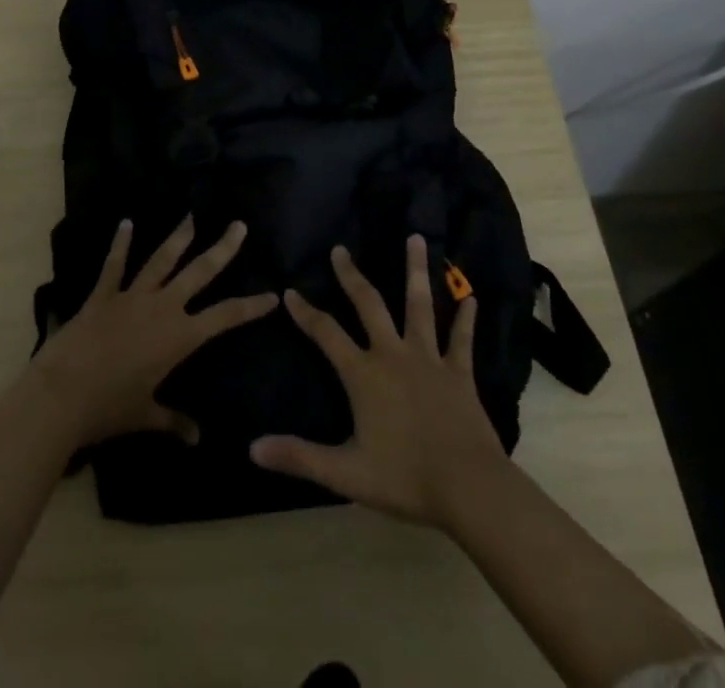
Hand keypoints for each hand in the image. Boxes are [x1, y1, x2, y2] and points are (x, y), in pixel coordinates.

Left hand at [30, 216, 278, 449]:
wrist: (63, 394)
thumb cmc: (109, 408)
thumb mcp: (145, 415)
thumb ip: (173, 421)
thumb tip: (196, 438)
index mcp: (179, 336)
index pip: (225, 317)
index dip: (251, 306)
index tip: (272, 296)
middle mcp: (162, 307)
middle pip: (199, 272)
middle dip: (222, 249)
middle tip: (238, 226)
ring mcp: (132, 296)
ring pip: (162, 260)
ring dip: (178, 237)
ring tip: (192, 216)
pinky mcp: (104, 294)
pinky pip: (115, 264)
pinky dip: (120, 243)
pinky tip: (126, 223)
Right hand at [250, 236, 508, 528]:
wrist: (467, 486)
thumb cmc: (404, 479)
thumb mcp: (346, 474)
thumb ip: (299, 457)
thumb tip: (253, 448)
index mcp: (364, 374)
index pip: (326, 334)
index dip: (306, 313)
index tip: (291, 291)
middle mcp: (394, 354)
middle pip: (369, 304)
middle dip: (352, 276)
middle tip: (341, 250)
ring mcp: (429, 358)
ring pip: (420, 305)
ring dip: (416, 270)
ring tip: (416, 238)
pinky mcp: (459, 372)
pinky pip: (462, 339)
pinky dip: (466, 318)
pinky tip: (471, 297)